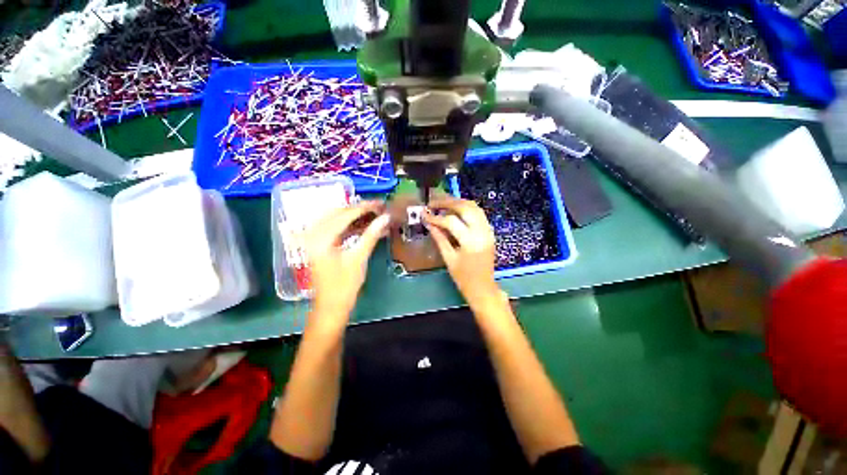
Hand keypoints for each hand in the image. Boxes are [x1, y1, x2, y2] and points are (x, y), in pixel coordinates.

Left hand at [306, 201, 389, 322]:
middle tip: (378, 208)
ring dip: (354, 215)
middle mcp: (313, 234)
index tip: (380, 204)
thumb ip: (371, 235)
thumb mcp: (359, 258)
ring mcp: (314, 239)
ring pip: (335, 219)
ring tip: (373, 214)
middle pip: (337, 212)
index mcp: (320, 238)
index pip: (344, 214)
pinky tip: (363, 225)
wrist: (330, 307)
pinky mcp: (319, 245)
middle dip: (358, 209)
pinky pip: (334, 228)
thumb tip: (386, 217)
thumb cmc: (344, 285)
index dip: (364, 207)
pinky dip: (349, 225)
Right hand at [423, 196, 501, 307]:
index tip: (424, 214)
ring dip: (458, 202)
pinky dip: (466, 209)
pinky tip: (455, 210)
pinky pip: (479, 213)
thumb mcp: (449, 259)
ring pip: (474, 207)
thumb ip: (439, 238)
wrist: (483, 288)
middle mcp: (482, 232)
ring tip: (443, 204)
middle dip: (448, 202)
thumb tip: (429, 223)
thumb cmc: (464, 278)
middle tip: (433, 203)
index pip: (451, 222)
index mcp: (470, 242)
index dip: (436, 217)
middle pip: (465, 208)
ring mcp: (488, 231)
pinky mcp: (490, 232)